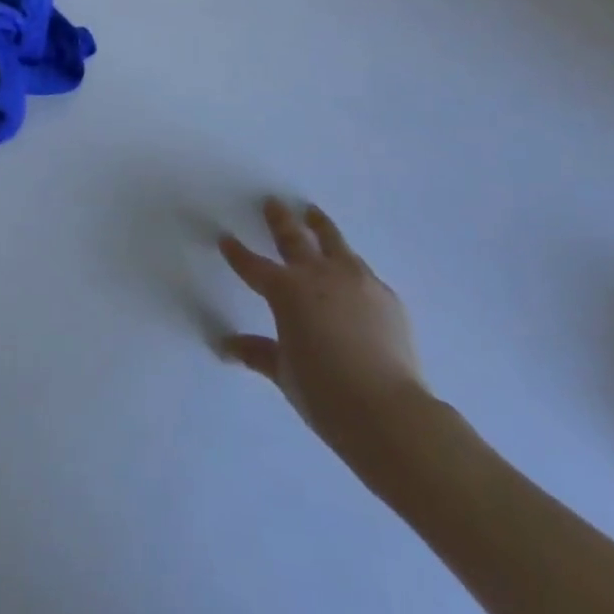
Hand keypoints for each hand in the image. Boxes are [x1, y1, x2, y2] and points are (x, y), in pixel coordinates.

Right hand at [219, 198, 442, 487]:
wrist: (388, 411)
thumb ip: (257, 353)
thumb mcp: (284, 374)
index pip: (253, 266)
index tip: (225, 238)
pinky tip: (351, 273)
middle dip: (279, 219)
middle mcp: (318, 274)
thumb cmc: (324, 394)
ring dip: (319, 226)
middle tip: (272, 202)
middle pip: (293, 237)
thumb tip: (227, 345)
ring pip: (333, 241)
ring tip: (313, 214)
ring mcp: (355, 279)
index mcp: (286, 291)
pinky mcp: (385, 294)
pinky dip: (350, 267)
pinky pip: (362, 271)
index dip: (237, 252)